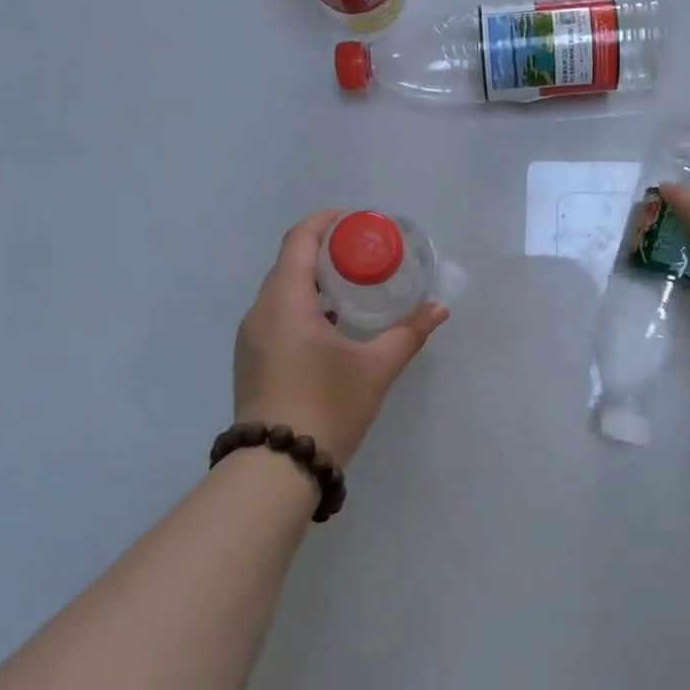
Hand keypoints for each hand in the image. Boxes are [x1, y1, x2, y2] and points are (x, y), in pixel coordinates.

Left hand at [233, 211, 448, 466]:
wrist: (276, 468)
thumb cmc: (327, 406)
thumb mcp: (376, 368)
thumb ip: (408, 333)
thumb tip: (439, 309)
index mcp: (285, 301)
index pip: (299, 240)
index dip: (326, 222)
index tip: (356, 221)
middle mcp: (260, 312)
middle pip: (289, 263)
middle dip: (325, 252)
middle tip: (364, 256)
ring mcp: (251, 338)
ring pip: (281, 293)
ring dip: (314, 282)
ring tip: (352, 289)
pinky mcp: (252, 361)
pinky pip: (277, 317)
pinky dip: (303, 308)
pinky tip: (331, 327)